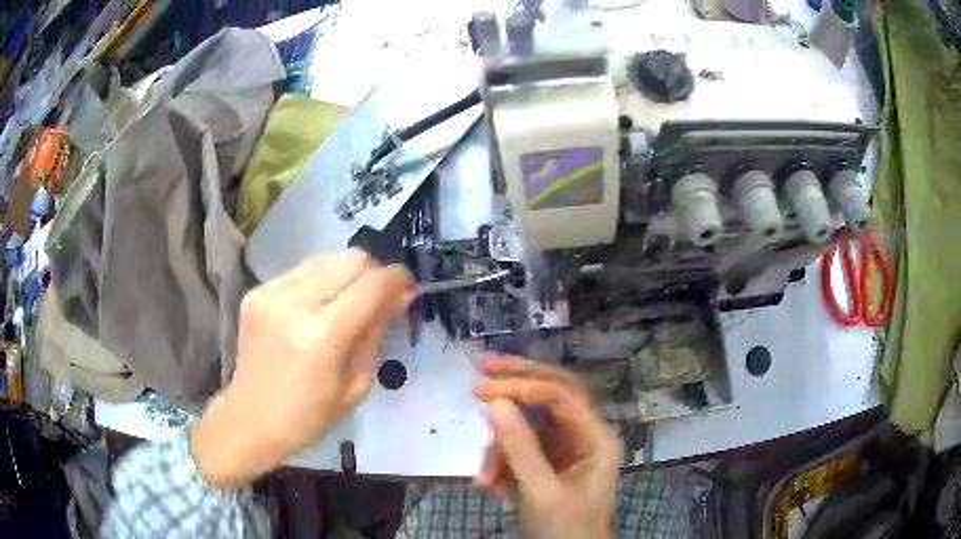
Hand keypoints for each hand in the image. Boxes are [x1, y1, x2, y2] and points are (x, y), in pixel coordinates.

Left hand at [191, 251, 410, 488]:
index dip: (397, 279)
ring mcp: (270, 293)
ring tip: (346, 300)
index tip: (407, 287)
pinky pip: (300, 270)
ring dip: (345, 273)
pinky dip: (318, 281)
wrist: (250, 420)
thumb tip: (399, 295)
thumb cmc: (309, 416)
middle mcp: (294, 303)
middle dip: (373, 273)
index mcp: (322, 335)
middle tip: (377, 297)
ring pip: (326, 258)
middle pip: (351, 259)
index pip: (372, 284)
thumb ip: (376, 332)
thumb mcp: (356, 384)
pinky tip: (316, 306)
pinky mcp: (256, 292)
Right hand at [473, 356, 619, 538]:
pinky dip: (501, 463)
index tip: (483, 390)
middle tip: (482, 367)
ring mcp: (565, 450)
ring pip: (529, 427)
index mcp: (596, 438)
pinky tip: (489, 486)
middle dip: (517, 383)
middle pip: (550, 396)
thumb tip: (494, 403)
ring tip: (485, 479)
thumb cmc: (566, 529)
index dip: (523, 386)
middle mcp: (583, 436)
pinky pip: (520, 450)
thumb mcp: (540, 491)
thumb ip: (519, 448)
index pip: (562, 395)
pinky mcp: (547, 464)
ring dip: (500, 448)